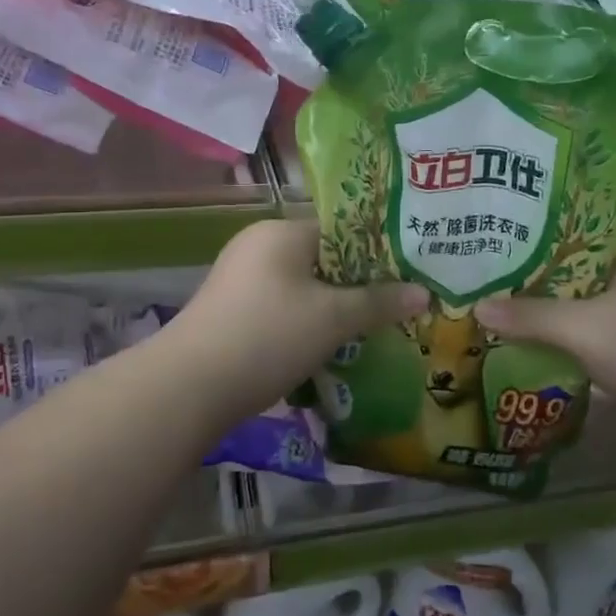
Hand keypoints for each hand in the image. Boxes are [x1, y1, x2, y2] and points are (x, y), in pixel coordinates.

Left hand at [164, 218, 427, 420]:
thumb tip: (425, 293)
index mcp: (282, 231)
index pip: (341, 228)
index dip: (378, 250)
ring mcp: (240, 277)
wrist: (190, 386)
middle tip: (395, 303)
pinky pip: (282, 304)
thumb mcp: (333, 319)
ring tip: (369, 327)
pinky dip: (306, 319)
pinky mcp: (231, 308)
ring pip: (302, 284)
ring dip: (333, 304)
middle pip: (322, 256)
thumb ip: (380, 302)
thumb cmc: (269, 336)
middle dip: (357, 282)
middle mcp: (259, 244)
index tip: (408, 272)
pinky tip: (327, 344)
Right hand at [472, 237, 615, 424]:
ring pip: (579, 295)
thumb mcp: (584, 330)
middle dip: (530, 269)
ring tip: (499, 301)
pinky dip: (564, 327)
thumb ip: (529, 318)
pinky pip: (590, 323)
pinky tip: (535, 337)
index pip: (568, 223)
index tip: (492, 233)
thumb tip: (477, 307)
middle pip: (569, 262)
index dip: (529, 226)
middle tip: (484, 271)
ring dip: (546, 301)